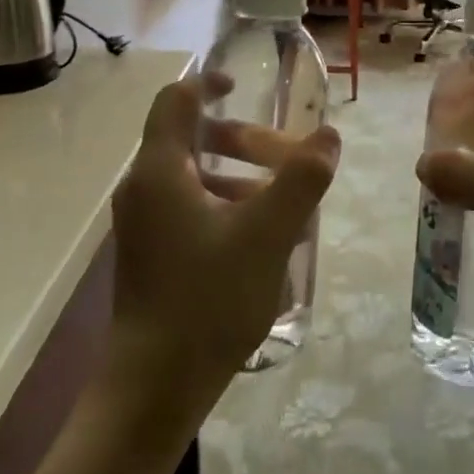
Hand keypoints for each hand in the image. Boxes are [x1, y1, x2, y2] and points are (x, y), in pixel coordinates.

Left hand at [109, 75, 339, 409]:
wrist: (154, 389)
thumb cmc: (208, 299)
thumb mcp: (267, 234)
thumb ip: (301, 179)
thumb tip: (329, 135)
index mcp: (160, 171)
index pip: (175, 100)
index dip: (207, 83)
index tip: (243, 87)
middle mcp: (143, 190)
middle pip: (190, 139)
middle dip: (241, 139)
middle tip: (286, 158)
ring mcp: (144, 226)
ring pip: (193, 178)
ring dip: (239, 176)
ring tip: (285, 203)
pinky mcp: (151, 256)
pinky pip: (190, 210)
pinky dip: (226, 207)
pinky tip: (263, 242)